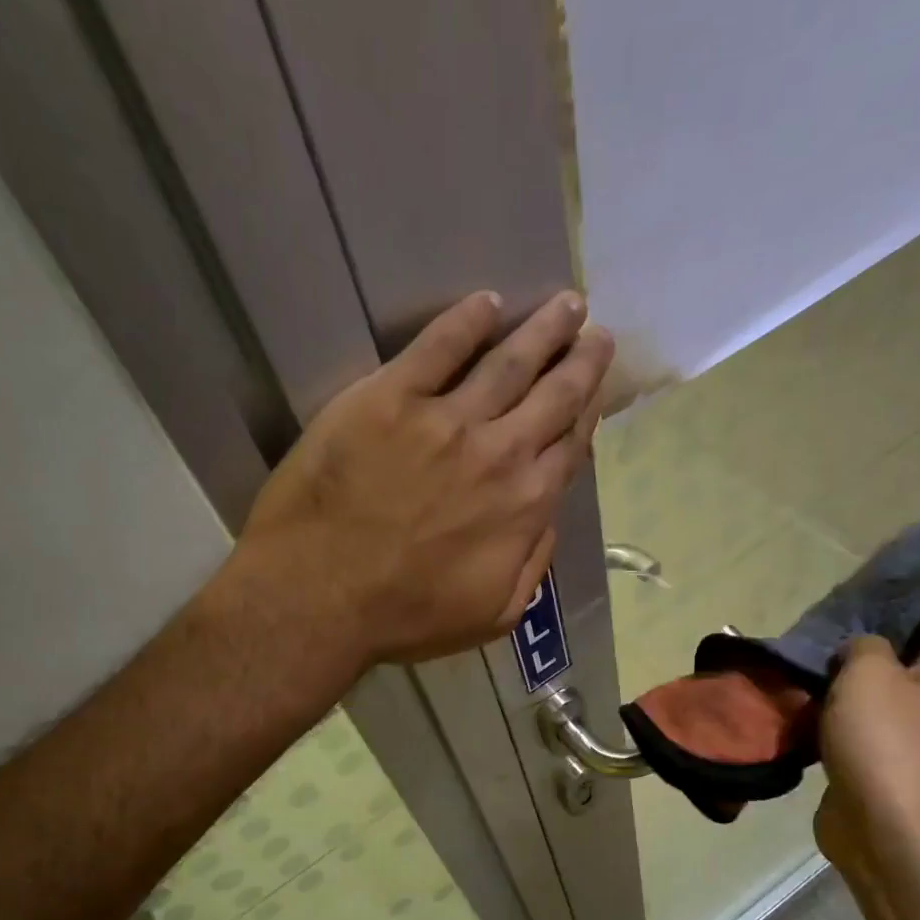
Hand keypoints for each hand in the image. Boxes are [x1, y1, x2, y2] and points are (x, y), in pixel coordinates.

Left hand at [238, 290, 612, 665]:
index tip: (598, 389)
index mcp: (525, 504)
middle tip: (596, 332)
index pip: (570, 446)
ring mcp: (445, 419)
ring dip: (543, 329)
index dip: (589, 413)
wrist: (321, 596)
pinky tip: (486, 303)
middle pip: (554, 395)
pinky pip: (438, 346)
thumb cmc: (406, 616)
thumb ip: (533, 564)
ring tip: (566, 304)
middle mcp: (499, 452)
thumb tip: (547, 519)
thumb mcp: (494, 614)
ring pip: (509, 361)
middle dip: (582, 360)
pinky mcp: (389, 398)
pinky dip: (467, 321)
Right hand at [814, 636, 919, 872]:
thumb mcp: (869, 671)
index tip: (842, 619)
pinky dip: (819, 733)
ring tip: (792, 686)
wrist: (881, 826)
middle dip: (844, 665)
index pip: (919, 633)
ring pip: (857, 707)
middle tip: (807, 654)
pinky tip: (793, 723)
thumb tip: (856, 652)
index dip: (882, 623)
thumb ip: (863, 645)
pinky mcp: (870, 770)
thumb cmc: (883, 740)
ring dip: (827, 700)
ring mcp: (900, 743)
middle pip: (882, 672)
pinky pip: (842, 739)